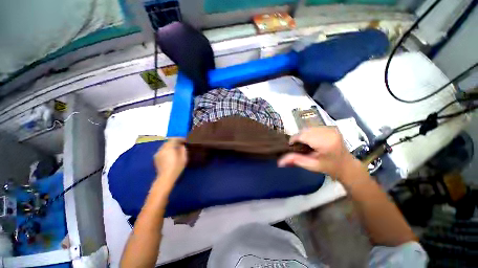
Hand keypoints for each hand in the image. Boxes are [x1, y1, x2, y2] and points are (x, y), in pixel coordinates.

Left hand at [154, 138, 186, 189]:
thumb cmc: (176, 167)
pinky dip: (167, 150)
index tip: (185, 140)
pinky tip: (171, 155)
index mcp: (168, 148)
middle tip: (181, 144)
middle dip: (174, 142)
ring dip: (170, 146)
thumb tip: (182, 145)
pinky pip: (162, 151)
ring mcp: (157, 154)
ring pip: (164, 146)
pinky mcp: (156, 158)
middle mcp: (161, 149)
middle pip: (168, 142)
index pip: (173, 139)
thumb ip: (183, 150)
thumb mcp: (183, 158)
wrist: (165, 178)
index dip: (180, 138)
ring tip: (176, 149)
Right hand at [278, 127, 358, 179]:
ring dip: (303, 135)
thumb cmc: (330, 167)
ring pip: (308, 128)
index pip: (303, 135)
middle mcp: (329, 132)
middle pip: (305, 130)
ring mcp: (331, 128)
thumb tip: (279, 162)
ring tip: (305, 144)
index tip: (291, 147)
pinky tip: (311, 141)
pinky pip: (313, 127)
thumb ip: (295, 160)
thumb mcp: (312, 165)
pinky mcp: (331, 127)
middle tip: (298, 147)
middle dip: (298, 138)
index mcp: (326, 142)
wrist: (346, 165)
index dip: (294, 140)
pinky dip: (308, 133)